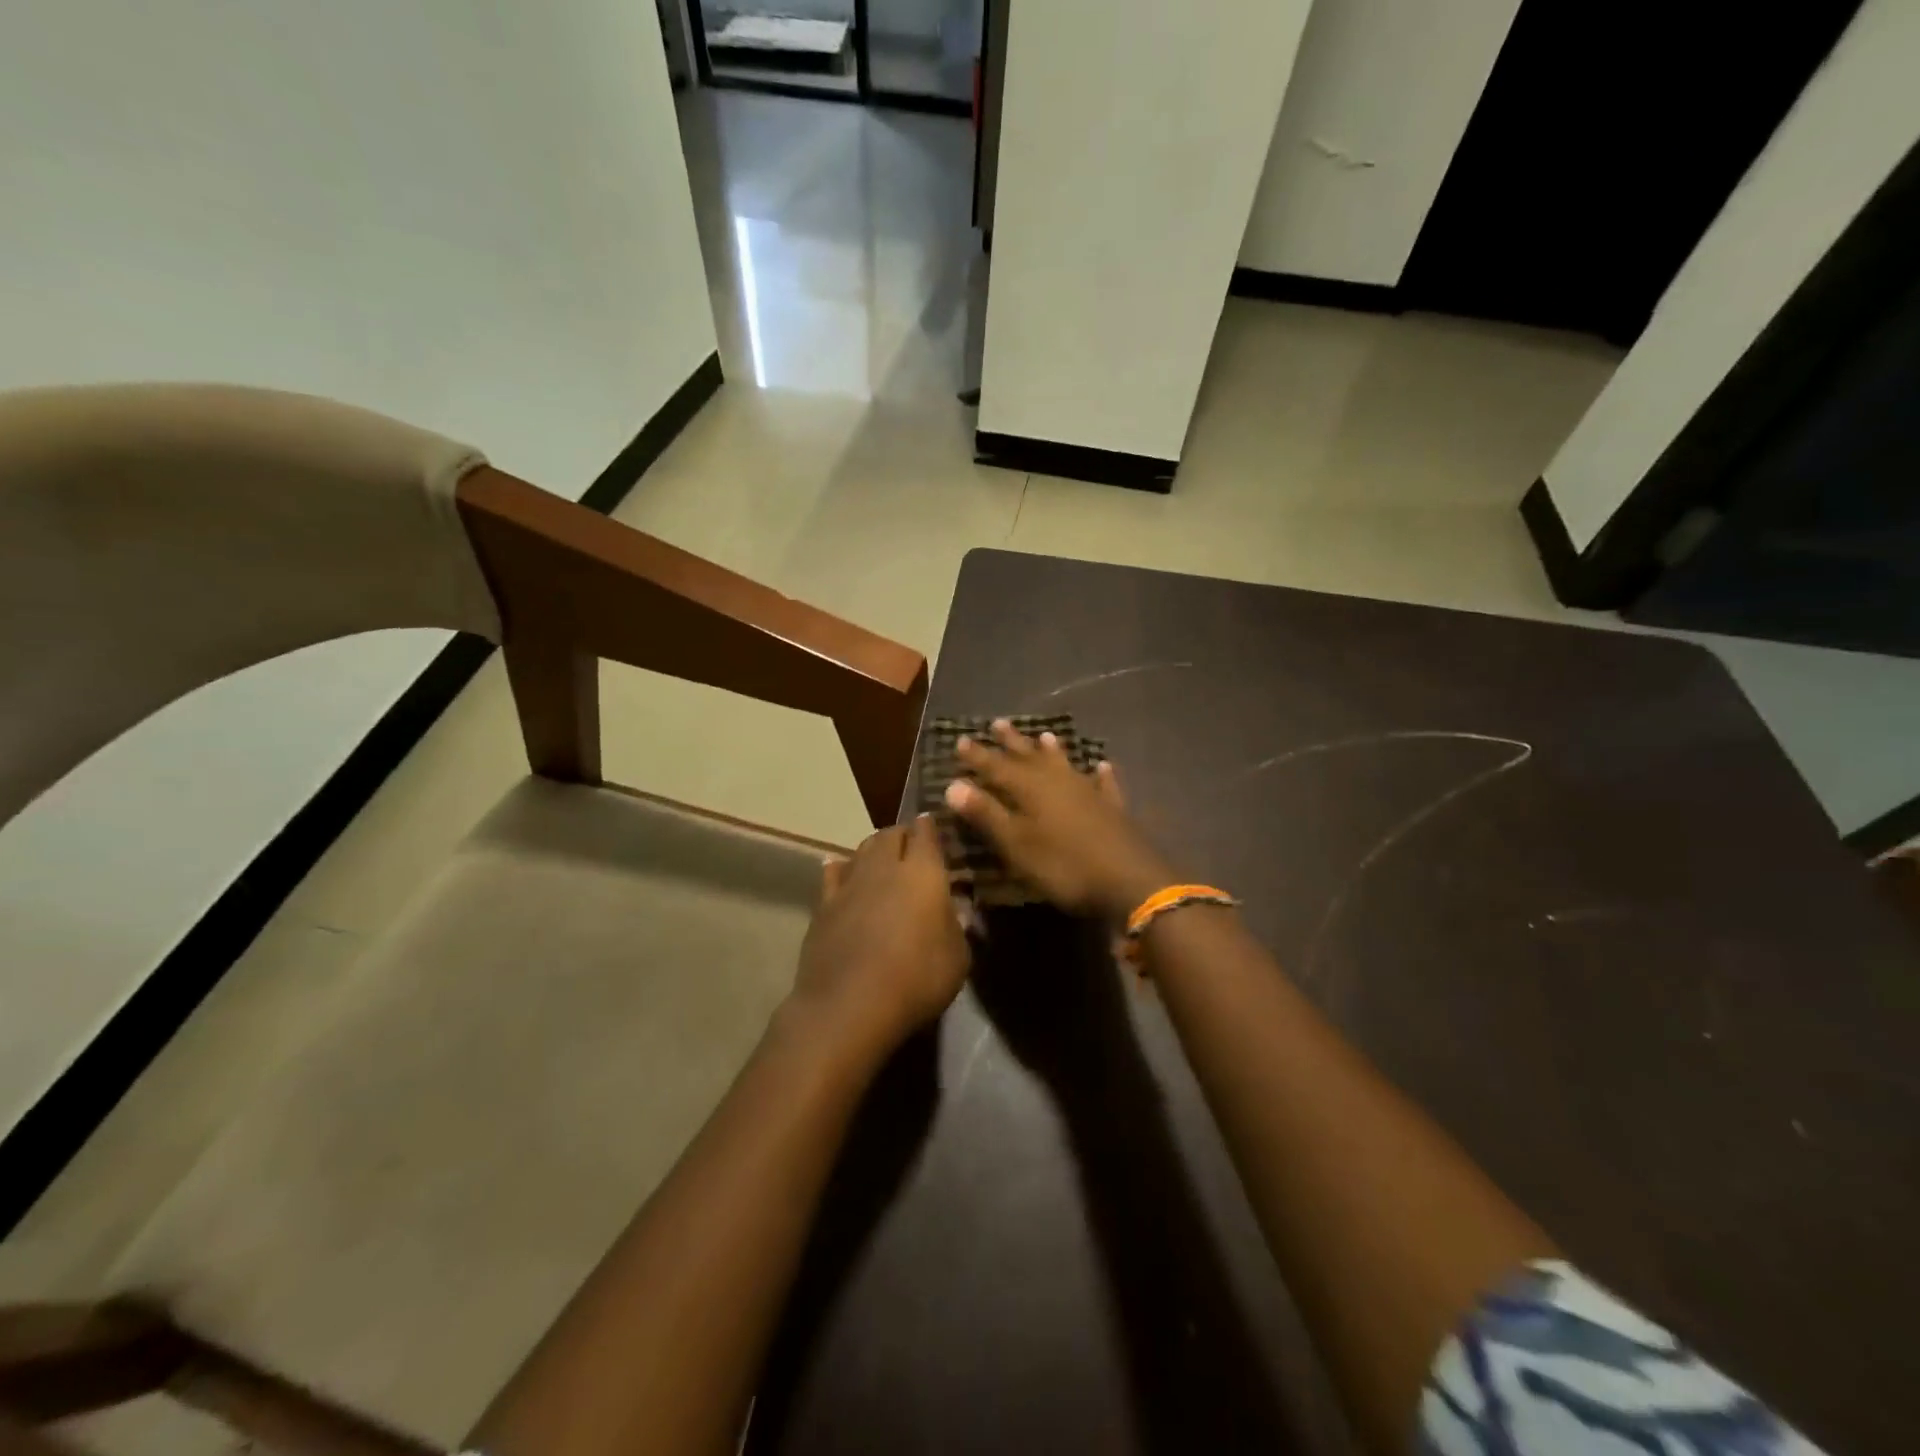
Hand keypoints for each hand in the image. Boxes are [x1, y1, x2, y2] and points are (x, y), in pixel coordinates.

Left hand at [790, 815, 969, 1065]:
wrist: (849, 1005)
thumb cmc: (916, 979)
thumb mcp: (958, 958)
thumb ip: (957, 926)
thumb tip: (956, 909)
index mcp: (923, 872)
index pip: (926, 832)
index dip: (930, 827)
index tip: (935, 827)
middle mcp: (885, 867)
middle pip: (890, 834)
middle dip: (902, 835)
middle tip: (912, 848)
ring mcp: (849, 883)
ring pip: (861, 849)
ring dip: (874, 850)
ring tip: (881, 860)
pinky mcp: (823, 905)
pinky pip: (833, 874)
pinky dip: (842, 869)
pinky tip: (842, 872)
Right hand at [944, 719, 1175, 919]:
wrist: (1128, 880)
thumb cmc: (1063, 865)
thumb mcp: (1016, 844)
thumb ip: (986, 813)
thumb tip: (952, 784)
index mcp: (1030, 789)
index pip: (996, 767)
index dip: (977, 756)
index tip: (960, 739)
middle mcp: (1058, 781)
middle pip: (1030, 757)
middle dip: (1012, 742)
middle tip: (998, 723)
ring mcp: (1088, 792)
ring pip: (1064, 764)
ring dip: (1052, 750)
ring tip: (1044, 735)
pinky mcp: (1112, 809)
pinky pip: (1103, 784)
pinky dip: (1100, 774)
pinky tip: (1102, 765)